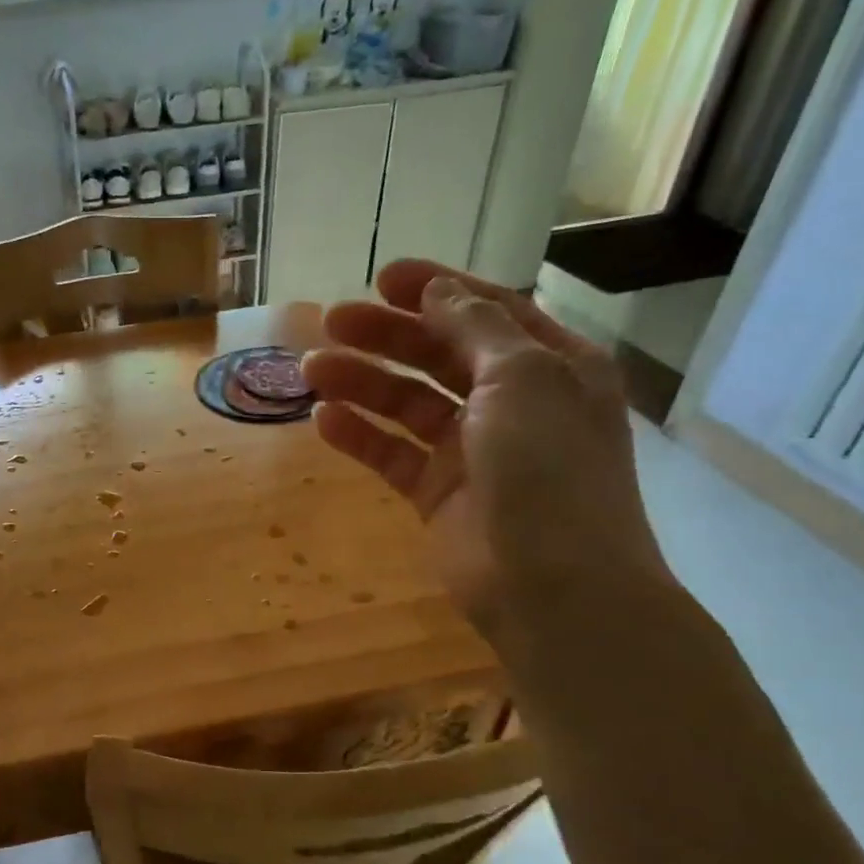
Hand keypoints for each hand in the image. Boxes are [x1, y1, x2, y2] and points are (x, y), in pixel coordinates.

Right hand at [303, 259, 672, 641]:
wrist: (553, 585)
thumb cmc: (549, 468)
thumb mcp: (522, 378)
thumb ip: (475, 328)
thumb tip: (439, 291)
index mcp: (549, 366)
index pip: (487, 311)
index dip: (436, 289)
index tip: (382, 277)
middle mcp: (512, 402)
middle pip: (439, 354)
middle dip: (387, 335)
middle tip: (330, 321)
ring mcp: (472, 451)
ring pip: (408, 404)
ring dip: (363, 382)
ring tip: (311, 369)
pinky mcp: (438, 494)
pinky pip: (393, 455)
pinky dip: (360, 436)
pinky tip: (323, 420)